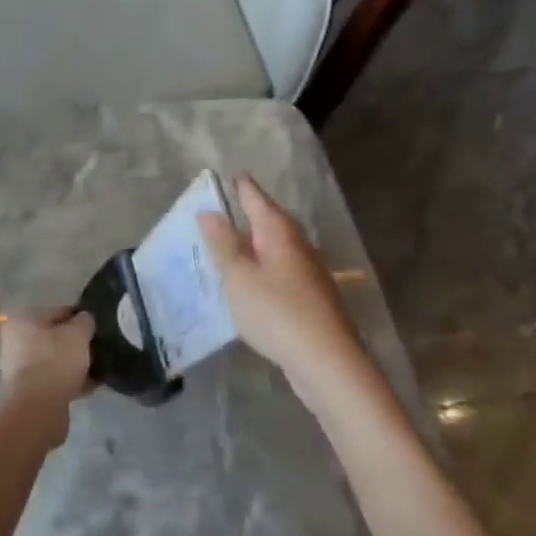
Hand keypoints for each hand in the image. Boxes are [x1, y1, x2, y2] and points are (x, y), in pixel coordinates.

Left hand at [0, 308, 94, 426]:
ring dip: (74, 365)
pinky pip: (53, 380)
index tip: (98, 328)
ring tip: (97, 370)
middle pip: (54, 337)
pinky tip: (90, 387)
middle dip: (76, 344)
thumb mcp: (77, 334)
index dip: (80, 318)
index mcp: (23, 319)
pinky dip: (69, 382)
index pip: (58, 312)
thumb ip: (84, 322)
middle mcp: (15, 340)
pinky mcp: (27, 391)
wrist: (36, 409)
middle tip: (98, 350)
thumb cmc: (55, 361)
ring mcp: (19, 367)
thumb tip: (85, 319)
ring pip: (54, 360)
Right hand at [199, 173, 359, 381]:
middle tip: (223, 207)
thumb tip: (208, 212)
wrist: (327, 362)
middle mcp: (297, 245)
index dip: (241, 186)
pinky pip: (280, 270)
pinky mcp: (311, 298)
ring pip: (276, 247)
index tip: (229, 174)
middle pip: (269, 221)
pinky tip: (251, 282)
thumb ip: (222, 244)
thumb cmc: (277, 312)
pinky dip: (262, 268)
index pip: (256, 198)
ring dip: (254, 243)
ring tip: (230, 243)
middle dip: (248, 213)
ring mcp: (308, 272)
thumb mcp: (239, 277)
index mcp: (279, 232)